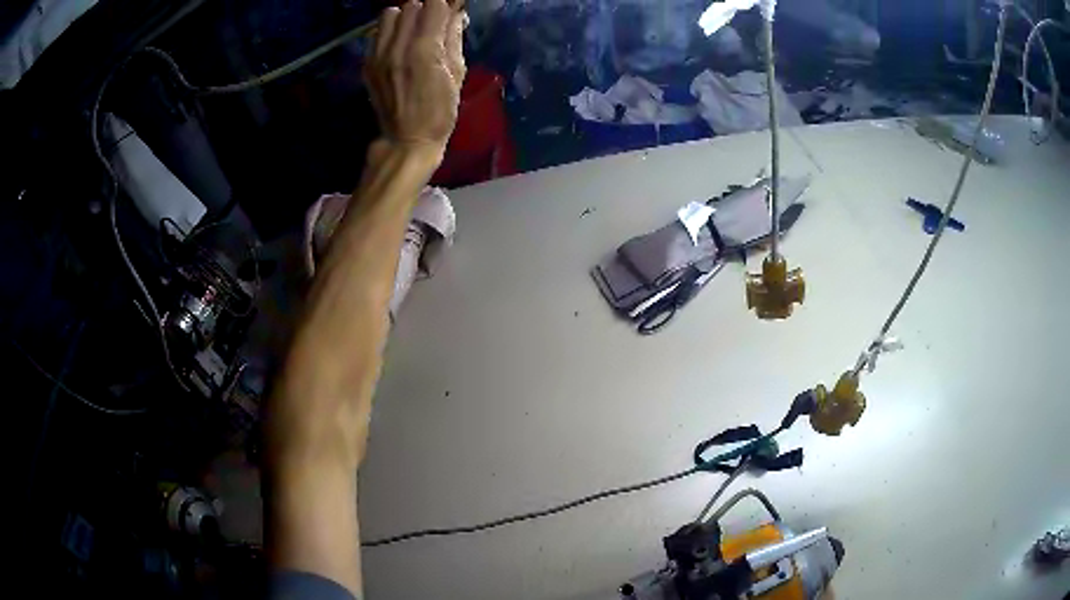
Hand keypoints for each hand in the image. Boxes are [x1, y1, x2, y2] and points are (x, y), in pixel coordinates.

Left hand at [364, 0, 466, 155]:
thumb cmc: (440, 111)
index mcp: (425, 50)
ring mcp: (378, 55)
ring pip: (390, 15)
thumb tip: (456, 13)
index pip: (434, 5)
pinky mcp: (367, 63)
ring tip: (412, 31)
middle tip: (433, 24)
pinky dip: (389, 32)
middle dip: (426, 11)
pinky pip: (376, 32)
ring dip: (404, 18)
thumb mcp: (457, 73)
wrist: (406, 139)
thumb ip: (454, 38)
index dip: (445, 6)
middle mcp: (398, 47)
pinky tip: (398, 44)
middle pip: (411, 6)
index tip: (451, 12)